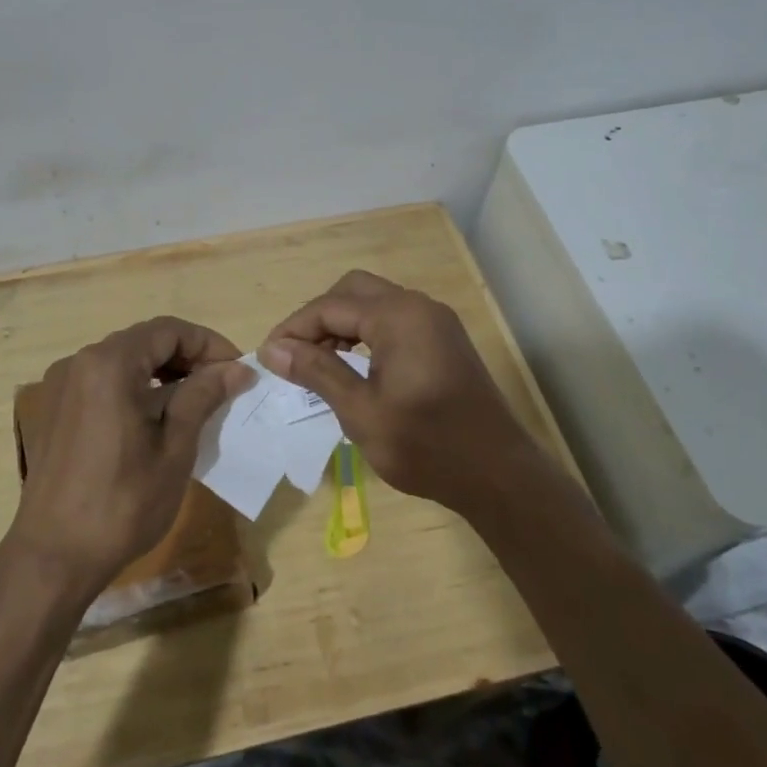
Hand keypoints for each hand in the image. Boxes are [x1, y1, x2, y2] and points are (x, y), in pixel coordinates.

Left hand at [9, 317, 253, 597]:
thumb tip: (236, 369)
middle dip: (187, 357)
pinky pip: (103, 382)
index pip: (169, 330)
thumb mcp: (174, 448)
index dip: (209, 344)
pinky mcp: (55, 409)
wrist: (53, 556)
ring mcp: (62, 385)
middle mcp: (81, 362)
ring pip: (124, 360)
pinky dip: (135, 388)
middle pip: (144, 341)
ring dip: (162, 373)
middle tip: (221, 387)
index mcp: (109, 364)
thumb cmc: (122, 503)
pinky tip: (155, 420)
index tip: (238, 372)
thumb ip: (203, 397)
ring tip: (195, 404)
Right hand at [259, 271, 557, 518]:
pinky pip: (394, 320)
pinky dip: (366, 334)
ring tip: (318, 364)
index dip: (294, 328)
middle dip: (318, 318)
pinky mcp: (444, 340)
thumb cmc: (425, 446)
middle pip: (352, 291)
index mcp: (398, 316)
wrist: (498, 476)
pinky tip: (354, 366)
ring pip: (374, 303)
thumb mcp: (360, 411)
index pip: (330, 306)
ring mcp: (436, 322)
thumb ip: (316, 372)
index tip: (269, 357)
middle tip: (295, 355)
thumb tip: (272, 349)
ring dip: (341, 325)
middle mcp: (418, 306)